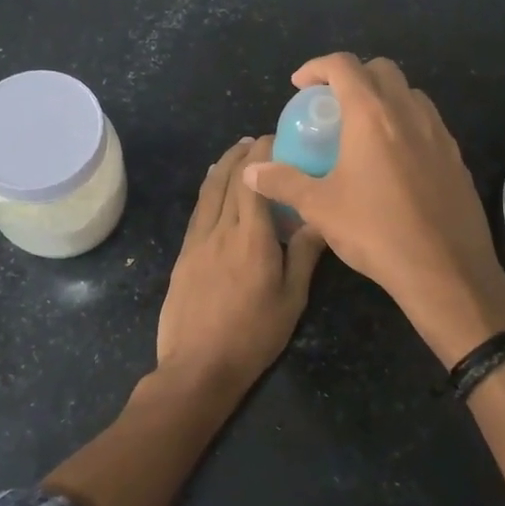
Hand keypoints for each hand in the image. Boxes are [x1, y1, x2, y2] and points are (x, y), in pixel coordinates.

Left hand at [157, 136, 327, 389]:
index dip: (263, 154)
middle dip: (242, 153)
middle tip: (258, 140)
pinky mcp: (183, 253)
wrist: (197, 367)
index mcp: (252, 237)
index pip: (254, 181)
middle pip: (228, 178)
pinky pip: (197, 210)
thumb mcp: (291, 300)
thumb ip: (304, 255)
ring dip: (222, 165)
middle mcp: (221, 229)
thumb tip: (320, 219)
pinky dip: (208, 189)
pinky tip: (214, 187)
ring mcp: (197, 240)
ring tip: (236, 152)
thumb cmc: (253, 336)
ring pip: (208, 191)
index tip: (276, 138)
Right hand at [243, 54, 504, 366]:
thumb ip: (283, 182)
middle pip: (381, 70)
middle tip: (331, 104)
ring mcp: (439, 134)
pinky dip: (406, 124)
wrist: (445, 270)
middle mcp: (408, 113)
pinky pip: (428, 124)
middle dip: (353, 76)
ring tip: (363, 129)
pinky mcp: (457, 157)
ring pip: (410, 94)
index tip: (300, 85)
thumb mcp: (319, 208)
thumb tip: (252, 171)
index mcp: (372, 115)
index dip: (317, 67)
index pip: (343, 66)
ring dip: (384, 98)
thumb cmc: (376, 232)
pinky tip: (394, 160)